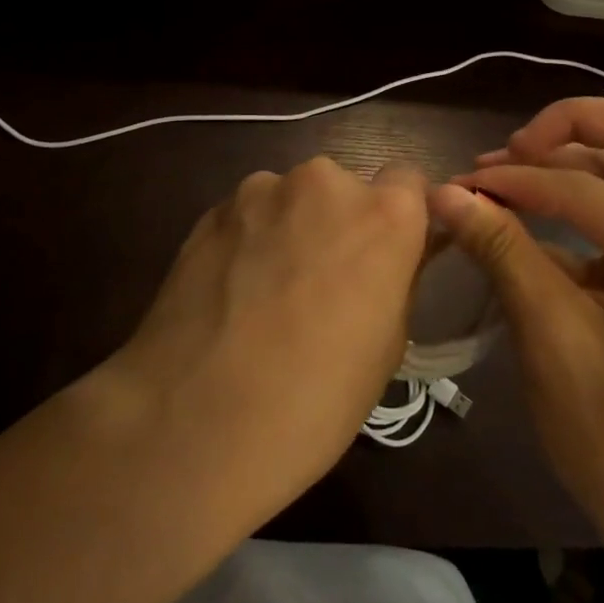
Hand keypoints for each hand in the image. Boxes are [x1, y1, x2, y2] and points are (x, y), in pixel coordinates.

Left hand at [98, 158, 428, 531]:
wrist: (195, 421)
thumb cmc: (315, 398)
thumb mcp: (387, 346)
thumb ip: (393, 280)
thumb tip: (385, 263)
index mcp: (383, 214)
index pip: (408, 181)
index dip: (398, 218)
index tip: (384, 256)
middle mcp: (325, 182)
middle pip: (343, 189)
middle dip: (337, 225)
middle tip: (321, 284)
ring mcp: (261, 191)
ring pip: (290, 201)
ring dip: (288, 230)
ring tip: (266, 294)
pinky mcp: (211, 210)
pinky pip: (247, 217)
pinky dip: (247, 242)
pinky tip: (229, 296)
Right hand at [431, 99, 603, 571]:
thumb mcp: (554, 341)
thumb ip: (503, 253)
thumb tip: (445, 192)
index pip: (594, 189)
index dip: (521, 181)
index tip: (463, 183)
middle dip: (577, 126)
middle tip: (515, 146)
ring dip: (575, 156)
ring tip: (508, 169)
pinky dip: (582, 196)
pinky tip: (532, 209)